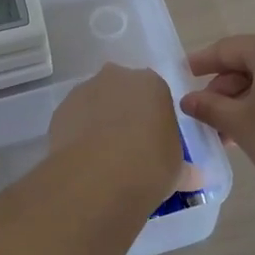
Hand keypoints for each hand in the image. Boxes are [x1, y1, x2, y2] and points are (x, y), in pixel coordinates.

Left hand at [49, 64, 183, 197]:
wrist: (99, 176)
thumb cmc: (150, 165)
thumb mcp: (178, 170)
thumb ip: (184, 168)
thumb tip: (194, 177)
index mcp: (152, 83)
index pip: (155, 94)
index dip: (153, 118)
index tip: (153, 142)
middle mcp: (117, 77)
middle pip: (122, 92)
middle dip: (124, 114)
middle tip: (129, 148)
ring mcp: (85, 90)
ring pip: (95, 104)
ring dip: (99, 123)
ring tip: (103, 159)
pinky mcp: (60, 110)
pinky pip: (74, 120)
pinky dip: (78, 135)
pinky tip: (84, 161)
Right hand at [179, 28, 254, 202]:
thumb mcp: (241, 124)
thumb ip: (211, 108)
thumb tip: (189, 100)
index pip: (226, 49)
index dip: (201, 64)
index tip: (181, 75)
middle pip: (249, 64)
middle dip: (224, 91)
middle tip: (204, 119)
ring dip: (245, 103)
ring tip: (227, 134)